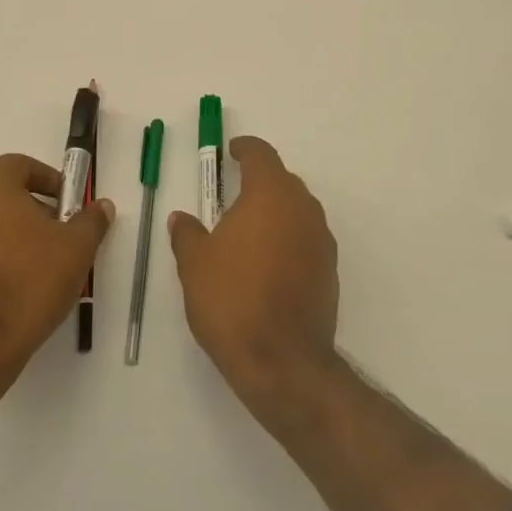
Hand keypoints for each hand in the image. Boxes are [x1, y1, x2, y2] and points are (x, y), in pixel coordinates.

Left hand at [0, 153, 111, 384]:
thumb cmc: (29, 282)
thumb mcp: (76, 248)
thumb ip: (91, 220)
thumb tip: (101, 206)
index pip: (20, 165)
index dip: (48, 180)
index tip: (67, 203)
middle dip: (30, 206)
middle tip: (56, 233)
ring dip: (7, 232)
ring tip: (34, 262)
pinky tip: (8, 284)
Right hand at [168, 136, 339, 416]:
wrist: (283, 361)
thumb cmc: (232, 300)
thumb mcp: (195, 265)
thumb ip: (187, 234)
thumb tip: (181, 218)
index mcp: (270, 195)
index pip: (261, 155)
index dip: (245, 149)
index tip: (232, 152)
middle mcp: (302, 208)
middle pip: (283, 180)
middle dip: (259, 182)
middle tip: (232, 195)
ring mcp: (321, 239)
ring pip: (298, 210)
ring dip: (275, 212)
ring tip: (248, 232)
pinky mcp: (330, 270)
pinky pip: (307, 239)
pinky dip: (288, 240)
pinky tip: (268, 264)